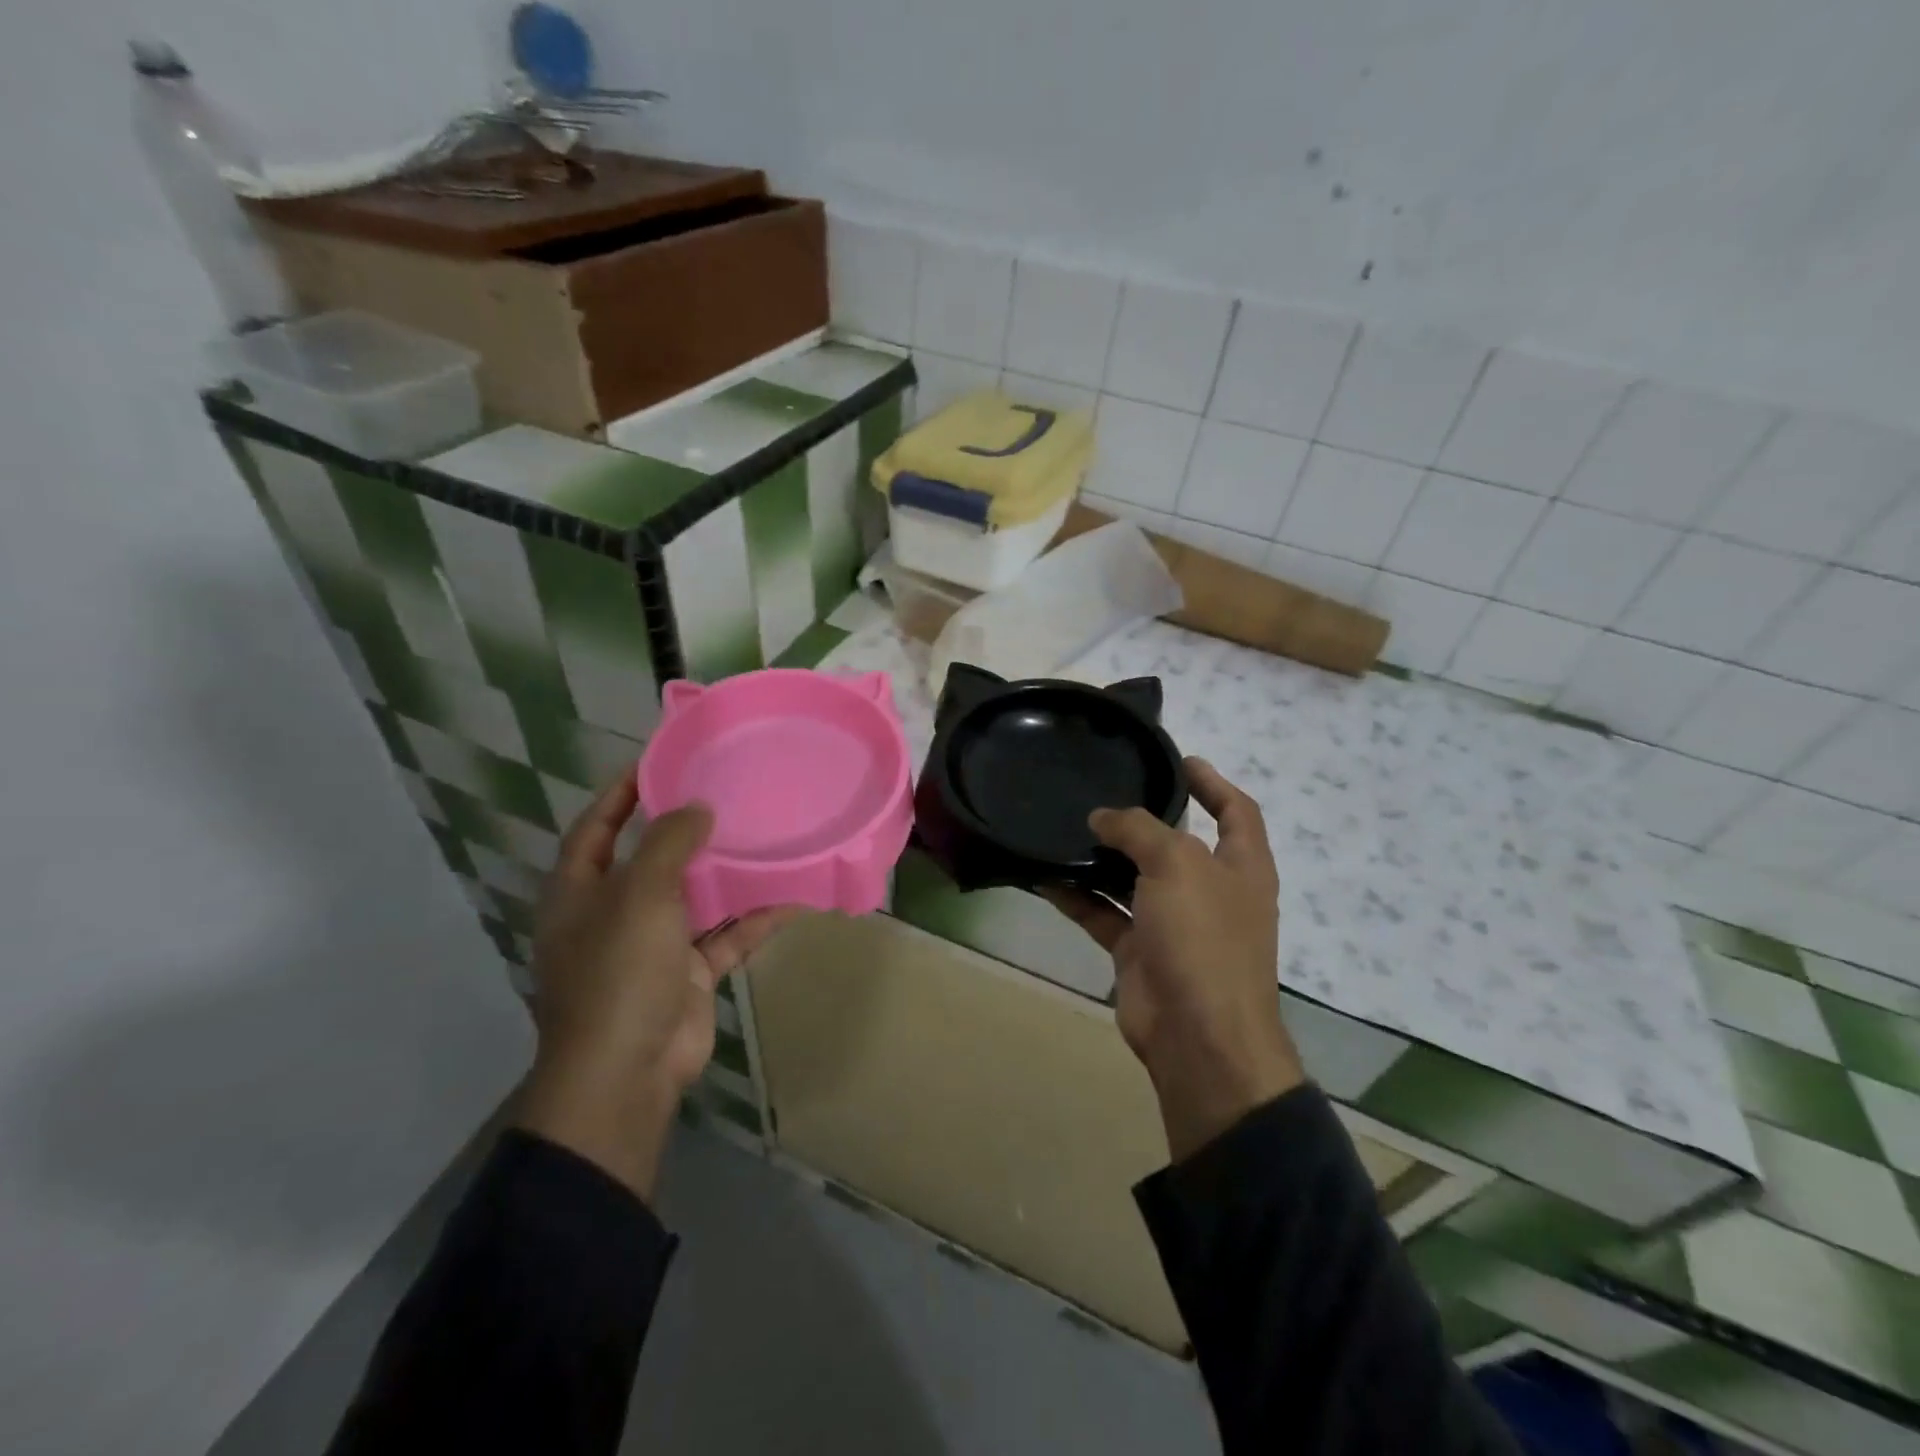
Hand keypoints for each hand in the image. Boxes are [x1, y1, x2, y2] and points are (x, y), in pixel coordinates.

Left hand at [514, 774, 800, 1198]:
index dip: (622, 792)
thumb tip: (697, 809)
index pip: (597, 827)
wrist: (628, 1071)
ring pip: (696, 898)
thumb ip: (669, 843)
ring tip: (765, 834)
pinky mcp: (689, 974)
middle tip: (728, 793)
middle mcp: (613, 914)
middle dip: (686, 830)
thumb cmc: (620, 970)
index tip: (661, 761)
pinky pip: (726, 936)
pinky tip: (792, 896)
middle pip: (651, 859)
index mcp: (581, 891)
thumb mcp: (641, 893)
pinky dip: (754, 919)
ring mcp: (653, 946)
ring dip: (727, 874)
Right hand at [1048, 758, 1303, 1162]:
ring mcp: (1174, 924)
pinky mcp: (1140, 951)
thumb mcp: (1177, 864)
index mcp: (1240, 866)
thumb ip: (1139, 829)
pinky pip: (1105, 913)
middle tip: (1102, 792)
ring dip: (1102, 858)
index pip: (1236, 811)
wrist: (1198, 1036)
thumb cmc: (1203, 937)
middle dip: (1143, 820)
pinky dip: (1079, 897)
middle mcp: (1210, 891)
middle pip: (1176, 843)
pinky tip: (1045, 876)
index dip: (1212, 782)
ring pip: (1133, 879)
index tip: (1179, 759)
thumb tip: (1103, 818)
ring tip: (1064, 827)